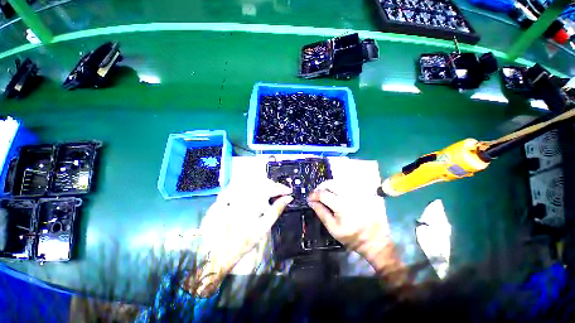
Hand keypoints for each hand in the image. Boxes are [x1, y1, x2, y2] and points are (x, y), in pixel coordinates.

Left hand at [189, 179, 291, 295]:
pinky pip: (241, 187)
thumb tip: (288, 199)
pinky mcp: (224, 197)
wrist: (217, 253)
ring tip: (270, 192)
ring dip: (263, 185)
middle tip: (281, 191)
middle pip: (261, 182)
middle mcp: (240, 195)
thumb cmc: (242, 242)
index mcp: (251, 202)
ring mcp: (231, 194)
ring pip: (251, 183)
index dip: (281, 188)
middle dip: (273, 185)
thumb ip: (276, 210)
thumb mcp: (263, 228)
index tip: (289, 191)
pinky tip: (255, 194)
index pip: (270, 188)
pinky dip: (251, 188)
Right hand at [307, 180, 402, 279]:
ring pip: (338, 181)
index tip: (309, 198)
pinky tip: (336, 193)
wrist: (373, 238)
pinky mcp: (362, 192)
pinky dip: (338, 186)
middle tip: (316, 194)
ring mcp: (357, 193)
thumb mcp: (332, 228)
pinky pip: (346, 184)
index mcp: (342, 206)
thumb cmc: (351, 236)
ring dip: (328, 185)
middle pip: (330, 183)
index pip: (323, 194)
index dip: (314, 195)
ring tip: (325, 193)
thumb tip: (311, 201)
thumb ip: (321, 212)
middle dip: (320, 187)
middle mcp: (350, 196)